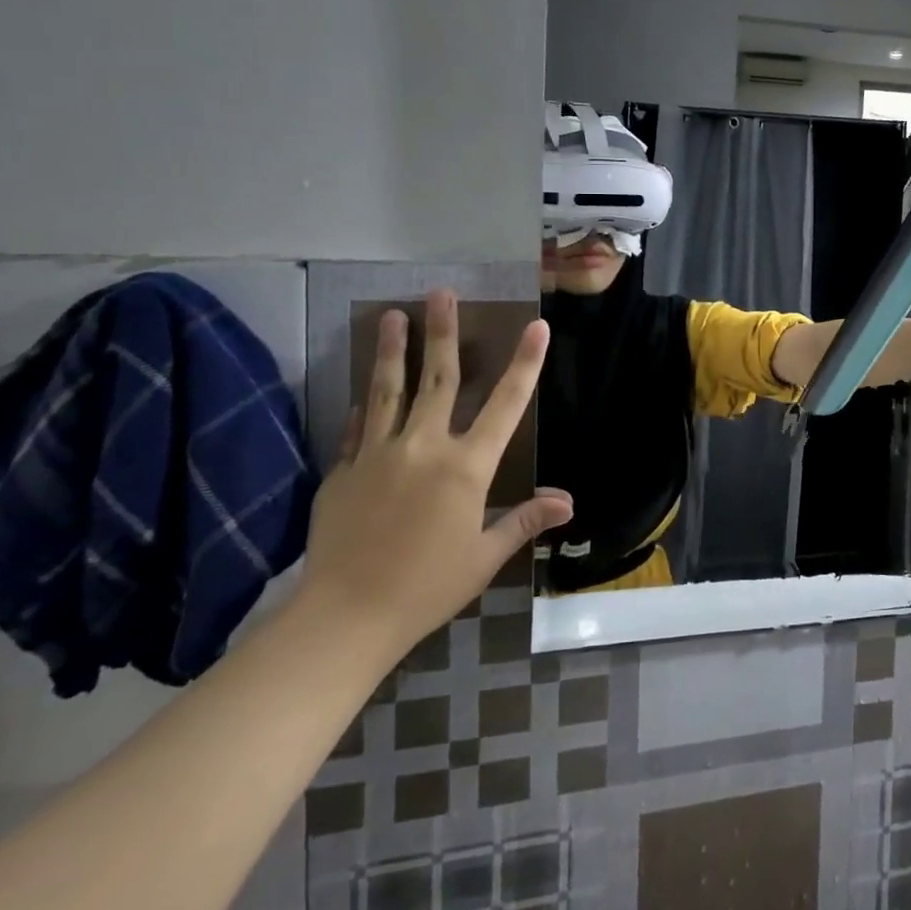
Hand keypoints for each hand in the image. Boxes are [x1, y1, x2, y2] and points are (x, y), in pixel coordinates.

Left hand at [298, 290, 571, 657]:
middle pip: (438, 379)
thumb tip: (568, 502)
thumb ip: (524, 520)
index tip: (536, 325)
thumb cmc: (428, 587)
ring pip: (389, 391)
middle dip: (442, 332)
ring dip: (391, 350)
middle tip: (441, 292)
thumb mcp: (485, 555)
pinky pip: (357, 430)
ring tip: (390, 315)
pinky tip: (364, 391)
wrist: (345, 617)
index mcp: (466, 467)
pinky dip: (365, 407)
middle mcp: (424, 447)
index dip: (525, 363)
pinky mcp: (342, 473)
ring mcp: (377, 455)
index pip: (505, 404)